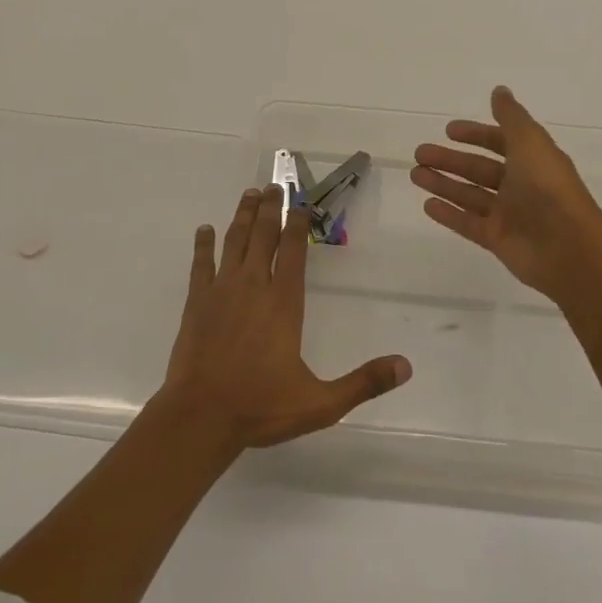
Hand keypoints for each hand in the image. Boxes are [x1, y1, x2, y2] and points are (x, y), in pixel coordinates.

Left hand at [158, 185, 411, 451]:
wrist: (200, 417)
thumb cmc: (260, 406)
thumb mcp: (321, 403)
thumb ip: (364, 382)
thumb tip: (405, 366)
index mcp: (284, 302)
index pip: (293, 251)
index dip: (298, 224)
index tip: (302, 204)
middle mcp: (253, 286)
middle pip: (263, 236)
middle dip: (271, 208)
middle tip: (274, 185)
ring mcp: (221, 291)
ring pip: (234, 242)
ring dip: (243, 216)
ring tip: (250, 195)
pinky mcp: (196, 302)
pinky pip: (200, 264)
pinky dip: (203, 244)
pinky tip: (204, 230)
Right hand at [411, 85, 601, 307]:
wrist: (568, 247)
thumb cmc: (548, 187)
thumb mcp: (530, 142)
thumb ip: (511, 116)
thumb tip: (499, 90)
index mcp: (532, 159)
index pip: (500, 142)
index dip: (476, 134)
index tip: (448, 131)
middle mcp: (520, 185)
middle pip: (479, 169)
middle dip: (450, 160)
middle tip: (419, 153)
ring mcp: (509, 214)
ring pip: (469, 195)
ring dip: (443, 184)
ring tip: (415, 175)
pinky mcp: (498, 240)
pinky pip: (468, 223)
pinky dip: (448, 214)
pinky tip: (427, 204)